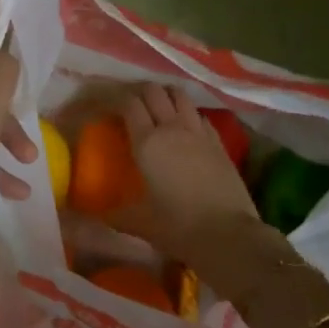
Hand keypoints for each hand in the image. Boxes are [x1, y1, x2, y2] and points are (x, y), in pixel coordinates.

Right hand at [109, 84, 266, 277]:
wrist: (230, 236)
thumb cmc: (179, 228)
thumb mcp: (141, 224)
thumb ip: (116, 215)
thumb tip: (98, 215)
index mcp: (147, 142)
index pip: (129, 104)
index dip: (116, 99)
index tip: (108, 107)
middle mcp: (171, 128)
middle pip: (154, 91)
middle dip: (140, 92)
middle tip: (133, 106)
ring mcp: (198, 132)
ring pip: (180, 95)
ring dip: (167, 96)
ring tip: (160, 107)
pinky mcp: (219, 142)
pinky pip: (200, 115)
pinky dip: (189, 114)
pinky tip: (187, 127)